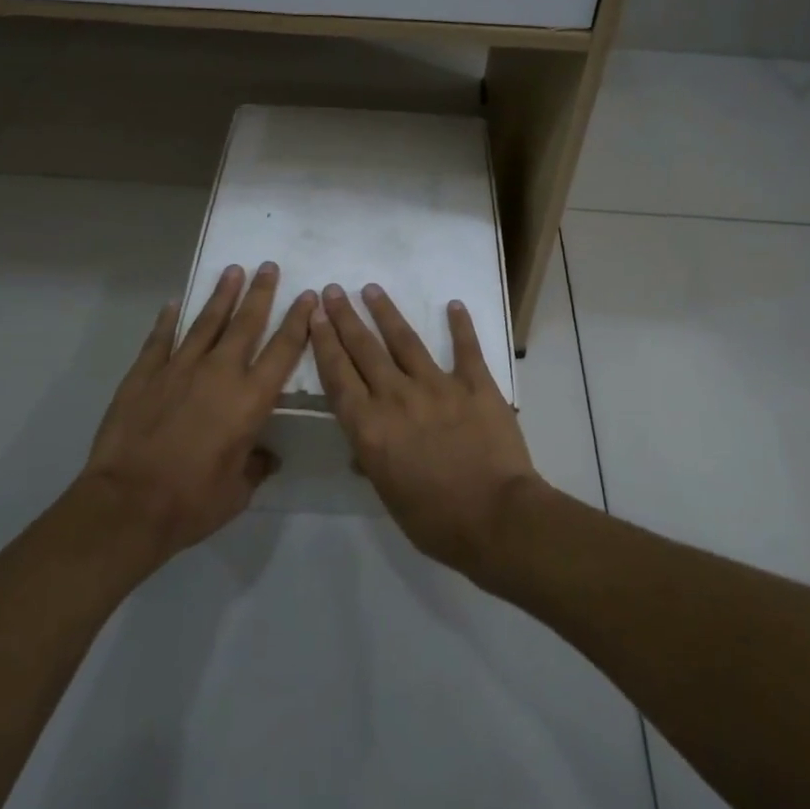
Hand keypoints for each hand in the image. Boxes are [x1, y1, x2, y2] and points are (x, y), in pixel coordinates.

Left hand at [76, 262, 314, 562]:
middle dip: (261, 293)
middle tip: (269, 266)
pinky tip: (172, 305)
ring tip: (233, 271)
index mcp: (250, 400)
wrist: (128, 504)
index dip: (298, 321)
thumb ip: (254, 466)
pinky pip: (160, 339)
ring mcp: (179, 368)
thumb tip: (264, 457)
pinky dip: (167, 321)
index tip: (308, 296)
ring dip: (221, 295)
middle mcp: (219, 373)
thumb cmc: (191, 502)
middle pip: (246, 323)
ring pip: (206, 322)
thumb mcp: (237, 492)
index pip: (283, 350)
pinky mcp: (144, 374)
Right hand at [310, 283, 543, 578]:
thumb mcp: (388, 495)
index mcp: (370, 427)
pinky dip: (461, 325)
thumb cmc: (435, 520)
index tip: (314, 316)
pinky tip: (454, 304)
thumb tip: (361, 446)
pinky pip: (466, 348)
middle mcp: (396, 397)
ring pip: (405, 340)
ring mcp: (437, 386)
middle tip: (333, 290)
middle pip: (364, 350)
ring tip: (372, 289)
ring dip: (386, 312)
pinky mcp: (475, 385)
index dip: (324, 343)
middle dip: (345, 318)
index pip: (338, 376)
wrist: (495, 518)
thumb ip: (372, 461)